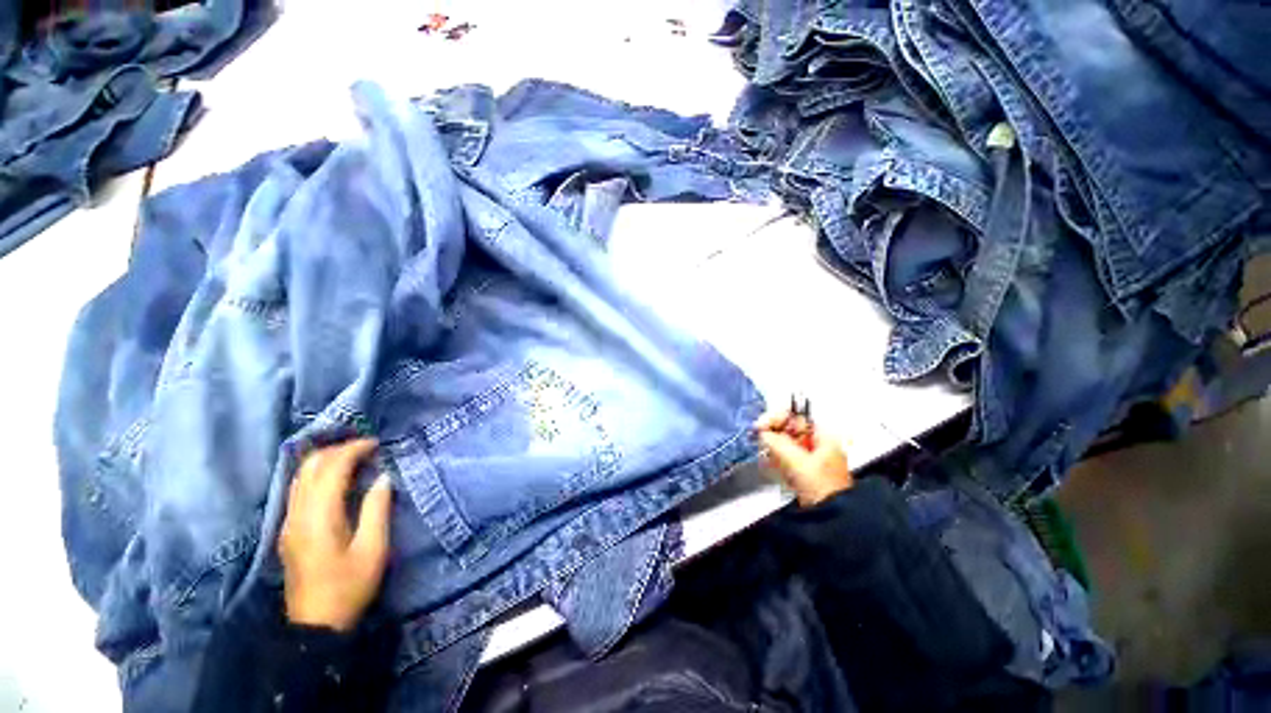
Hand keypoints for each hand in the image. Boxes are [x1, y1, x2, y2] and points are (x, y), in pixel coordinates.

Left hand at [279, 438, 392, 631]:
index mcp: (319, 517)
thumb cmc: (349, 586)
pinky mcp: (288, 530)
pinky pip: (298, 489)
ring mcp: (289, 522)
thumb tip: (384, 477)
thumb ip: (376, 509)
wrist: (315, 624)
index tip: (376, 443)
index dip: (353, 450)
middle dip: (338, 449)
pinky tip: (335, 478)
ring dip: (325, 459)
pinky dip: (317, 473)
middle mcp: (298, 514)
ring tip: (353, 457)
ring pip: (300, 476)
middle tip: (366, 447)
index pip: (331, 469)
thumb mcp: (373, 549)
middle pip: (310, 467)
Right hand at [754, 411, 853, 506]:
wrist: (833, 519)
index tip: (759, 427)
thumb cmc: (820, 486)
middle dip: (772, 433)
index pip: (794, 415)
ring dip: (772, 446)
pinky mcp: (805, 470)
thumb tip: (761, 432)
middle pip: (788, 428)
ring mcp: (812, 457)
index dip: (775, 418)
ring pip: (784, 442)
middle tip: (759, 440)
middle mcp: (818, 442)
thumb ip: (776, 442)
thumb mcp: (796, 461)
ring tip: (765, 455)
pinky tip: (770, 465)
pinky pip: (786, 456)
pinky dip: (776, 457)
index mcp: (823, 435)